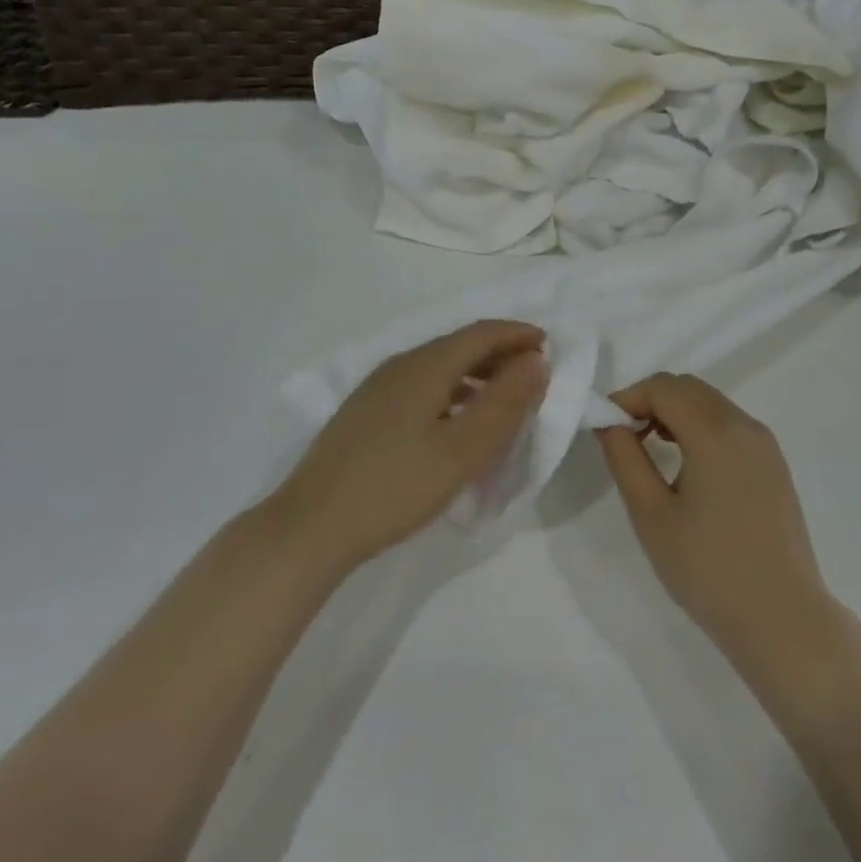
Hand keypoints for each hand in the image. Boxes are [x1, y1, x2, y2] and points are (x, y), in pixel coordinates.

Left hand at [269, 321, 547, 579]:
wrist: (310, 528)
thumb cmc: (395, 486)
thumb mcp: (463, 449)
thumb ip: (505, 402)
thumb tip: (535, 360)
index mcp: (425, 365)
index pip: (482, 333)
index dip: (518, 335)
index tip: (550, 345)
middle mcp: (400, 365)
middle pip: (460, 346)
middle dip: (501, 354)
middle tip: (533, 376)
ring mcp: (378, 389)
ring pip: (440, 367)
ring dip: (477, 376)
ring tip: (504, 401)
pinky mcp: (366, 413)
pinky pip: (423, 387)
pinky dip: (454, 393)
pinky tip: (459, 423)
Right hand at [598, 374, 833, 664]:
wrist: (782, 618)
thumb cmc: (708, 568)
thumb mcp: (652, 515)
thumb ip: (625, 459)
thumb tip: (609, 423)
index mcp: (715, 431)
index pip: (664, 387)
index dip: (628, 398)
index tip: (605, 428)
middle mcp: (745, 425)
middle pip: (690, 388)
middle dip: (651, 401)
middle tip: (624, 438)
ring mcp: (765, 444)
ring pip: (711, 404)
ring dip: (676, 413)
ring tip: (651, 451)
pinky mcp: (774, 465)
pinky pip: (731, 426)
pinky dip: (701, 429)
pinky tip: (687, 467)